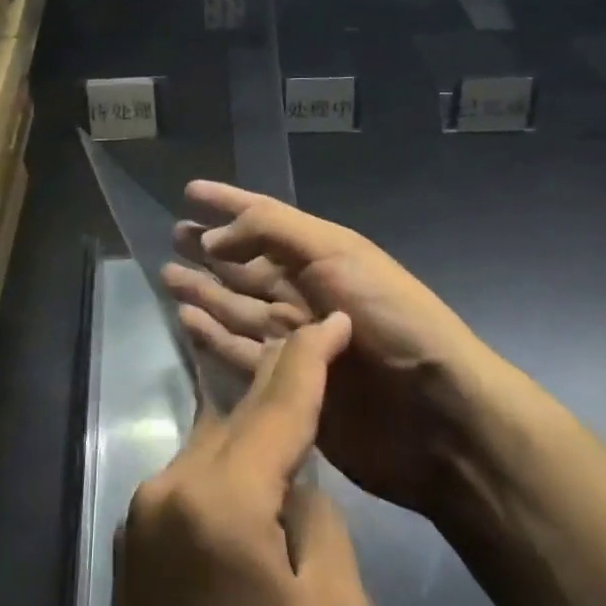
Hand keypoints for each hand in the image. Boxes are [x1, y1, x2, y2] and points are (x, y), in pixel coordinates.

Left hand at [109, 313, 377, 605]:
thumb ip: (319, 523)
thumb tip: (293, 486)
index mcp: (216, 498)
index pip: (277, 404)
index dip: (311, 356)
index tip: (334, 318)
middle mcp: (166, 489)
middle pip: (236, 418)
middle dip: (280, 388)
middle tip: (318, 355)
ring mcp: (140, 519)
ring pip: (210, 446)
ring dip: (252, 432)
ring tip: (293, 411)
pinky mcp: (132, 551)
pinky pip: (190, 483)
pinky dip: (226, 470)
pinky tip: (252, 478)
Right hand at [163, 180, 504, 515]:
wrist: (438, 415)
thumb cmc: (389, 317)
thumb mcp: (336, 253)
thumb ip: (272, 233)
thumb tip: (213, 238)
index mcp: (320, 254)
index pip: (262, 217)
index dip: (228, 202)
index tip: (190, 190)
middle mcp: (305, 291)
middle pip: (245, 264)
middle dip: (210, 248)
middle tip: (173, 234)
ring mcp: (295, 340)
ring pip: (237, 307)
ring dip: (205, 291)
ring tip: (168, 276)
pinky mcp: (288, 387)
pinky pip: (240, 354)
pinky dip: (214, 338)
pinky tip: (187, 323)